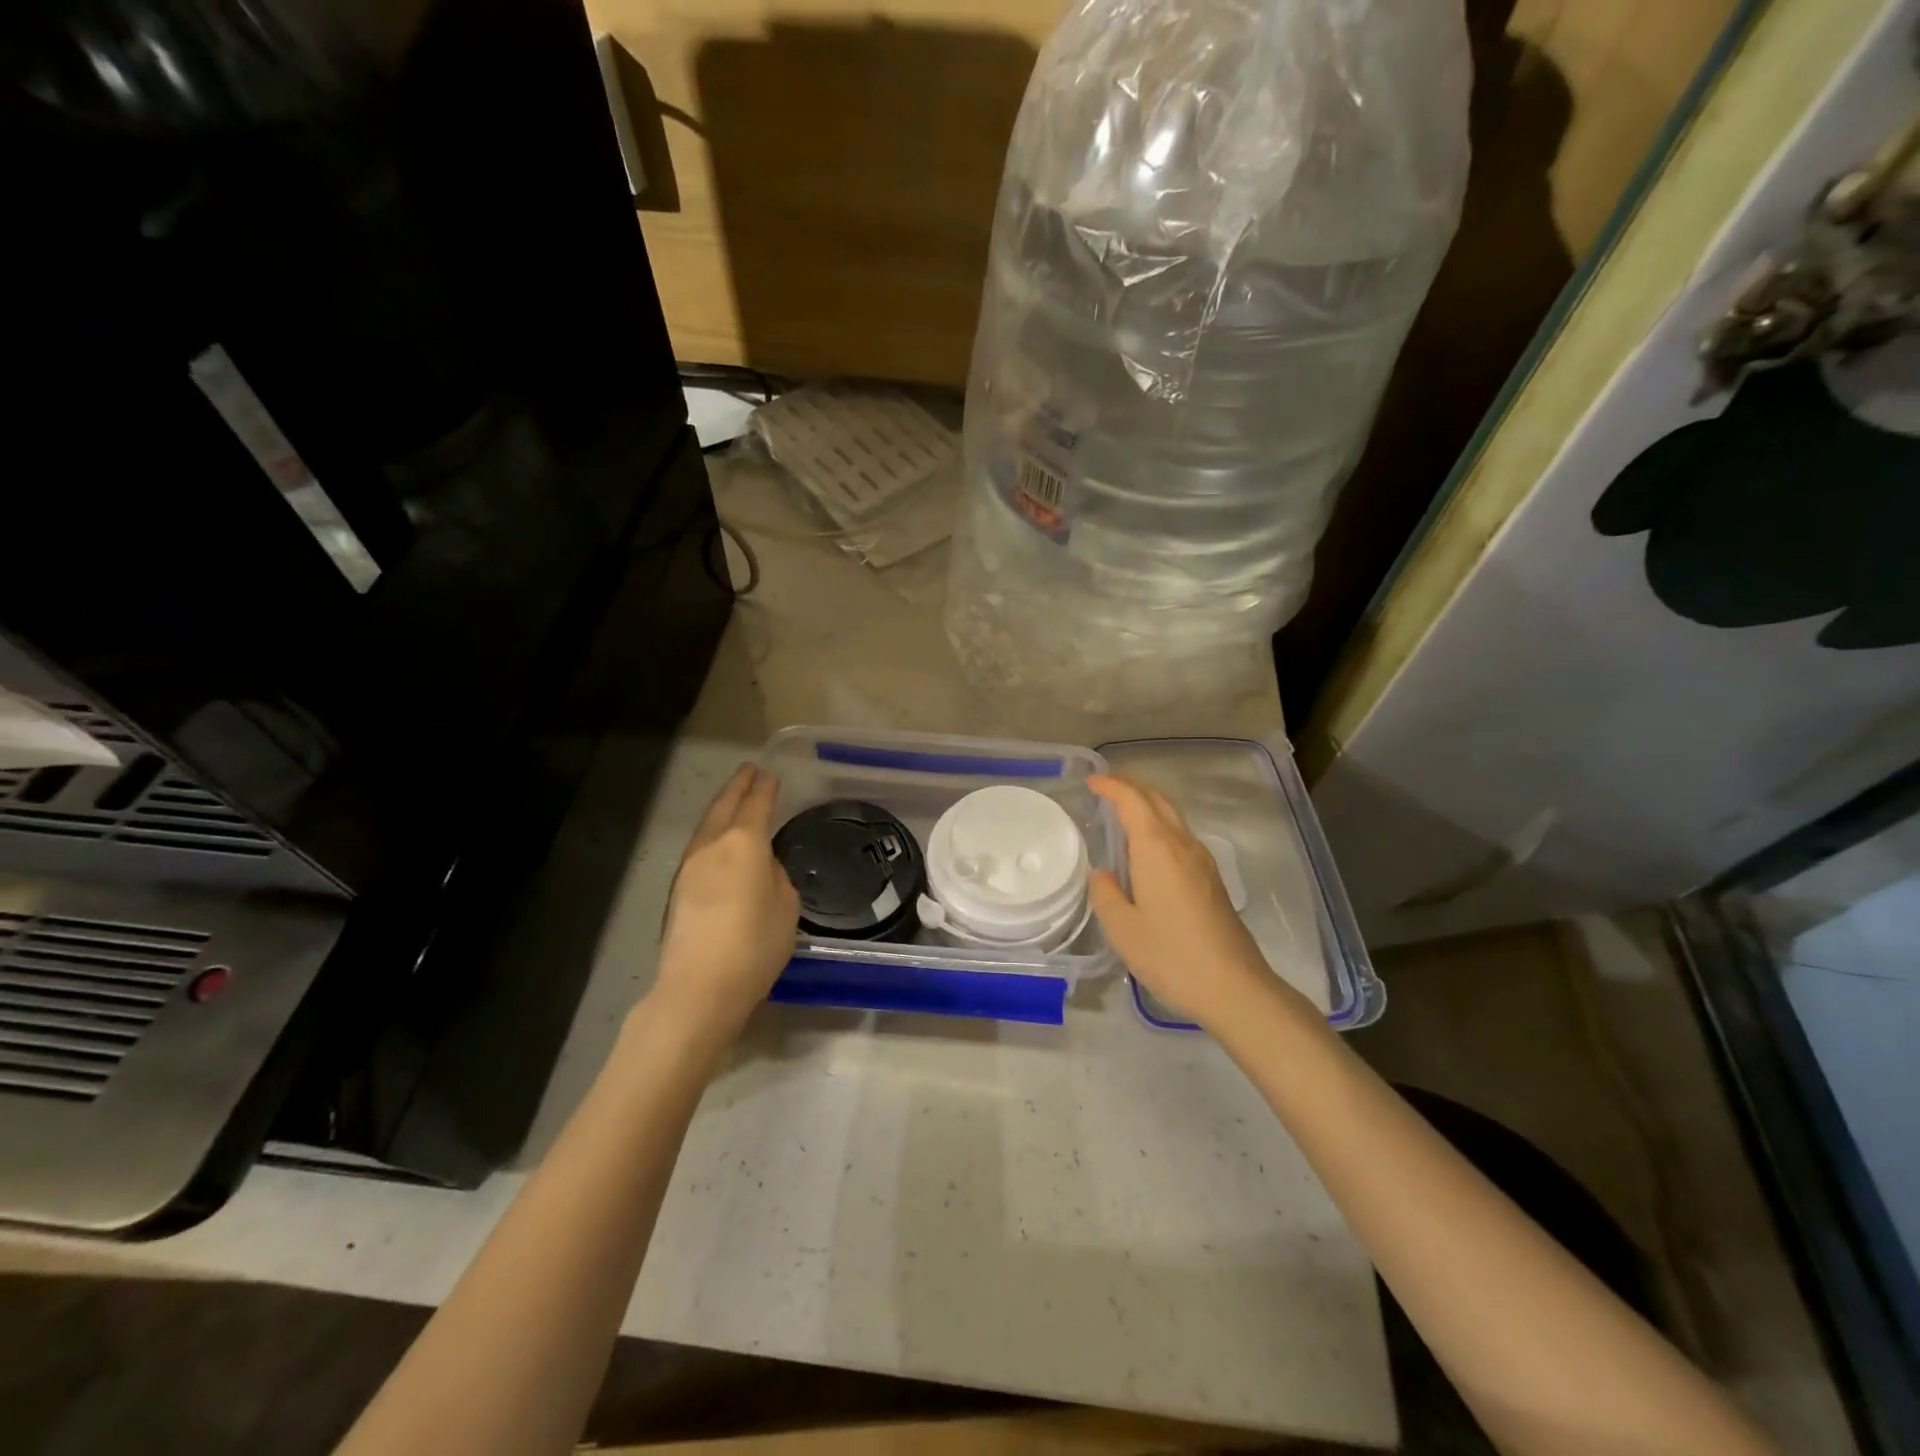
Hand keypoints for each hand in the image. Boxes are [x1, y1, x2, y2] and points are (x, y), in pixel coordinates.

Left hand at [647, 763, 798, 1046]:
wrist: (699, 987)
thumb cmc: (755, 945)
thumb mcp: (787, 907)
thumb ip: (777, 877)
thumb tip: (763, 868)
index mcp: (744, 843)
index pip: (757, 804)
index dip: (765, 788)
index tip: (771, 774)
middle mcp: (713, 846)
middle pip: (724, 806)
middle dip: (738, 786)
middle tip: (749, 771)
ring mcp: (690, 867)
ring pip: (707, 826)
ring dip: (722, 808)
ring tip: (734, 801)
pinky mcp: (678, 890)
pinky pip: (700, 847)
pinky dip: (713, 833)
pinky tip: (720, 843)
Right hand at [1087, 773, 1285, 1031]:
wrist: (1234, 987)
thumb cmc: (1171, 956)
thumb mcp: (1123, 929)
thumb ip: (1105, 893)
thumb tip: (1101, 873)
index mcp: (1158, 848)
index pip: (1133, 800)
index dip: (1112, 785)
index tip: (1091, 781)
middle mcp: (1182, 844)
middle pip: (1157, 800)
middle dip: (1131, 787)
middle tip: (1104, 788)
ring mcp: (1202, 861)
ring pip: (1172, 816)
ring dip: (1147, 805)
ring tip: (1121, 813)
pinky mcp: (1211, 879)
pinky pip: (1180, 835)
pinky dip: (1159, 825)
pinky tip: (1146, 848)